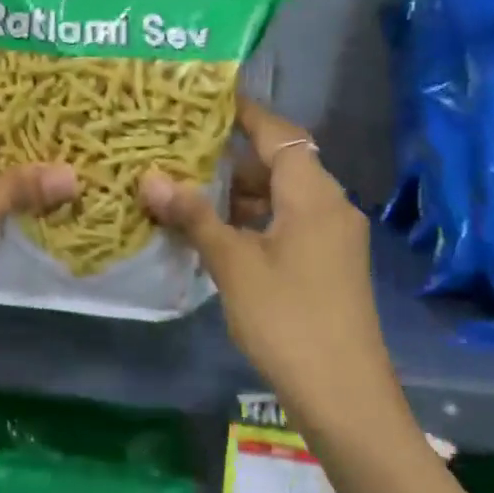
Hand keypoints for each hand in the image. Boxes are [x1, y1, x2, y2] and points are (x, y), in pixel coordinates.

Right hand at [139, 99, 388, 436]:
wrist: (343, 393)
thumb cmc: (287, 319)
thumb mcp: (234, 265)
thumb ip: (194, 218)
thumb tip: (150, 180)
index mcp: (314, 195)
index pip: (279, 133)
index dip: (245, 113)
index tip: (206, 99)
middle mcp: (330, 206)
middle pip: (279, 164)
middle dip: (229, 159)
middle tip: (179, 152)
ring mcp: (331, 238)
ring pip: (280, 198)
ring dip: (237, 194)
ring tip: (186, 192)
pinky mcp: (327, 265)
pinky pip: (286, 225)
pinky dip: (252, 222)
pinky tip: (214, 235)